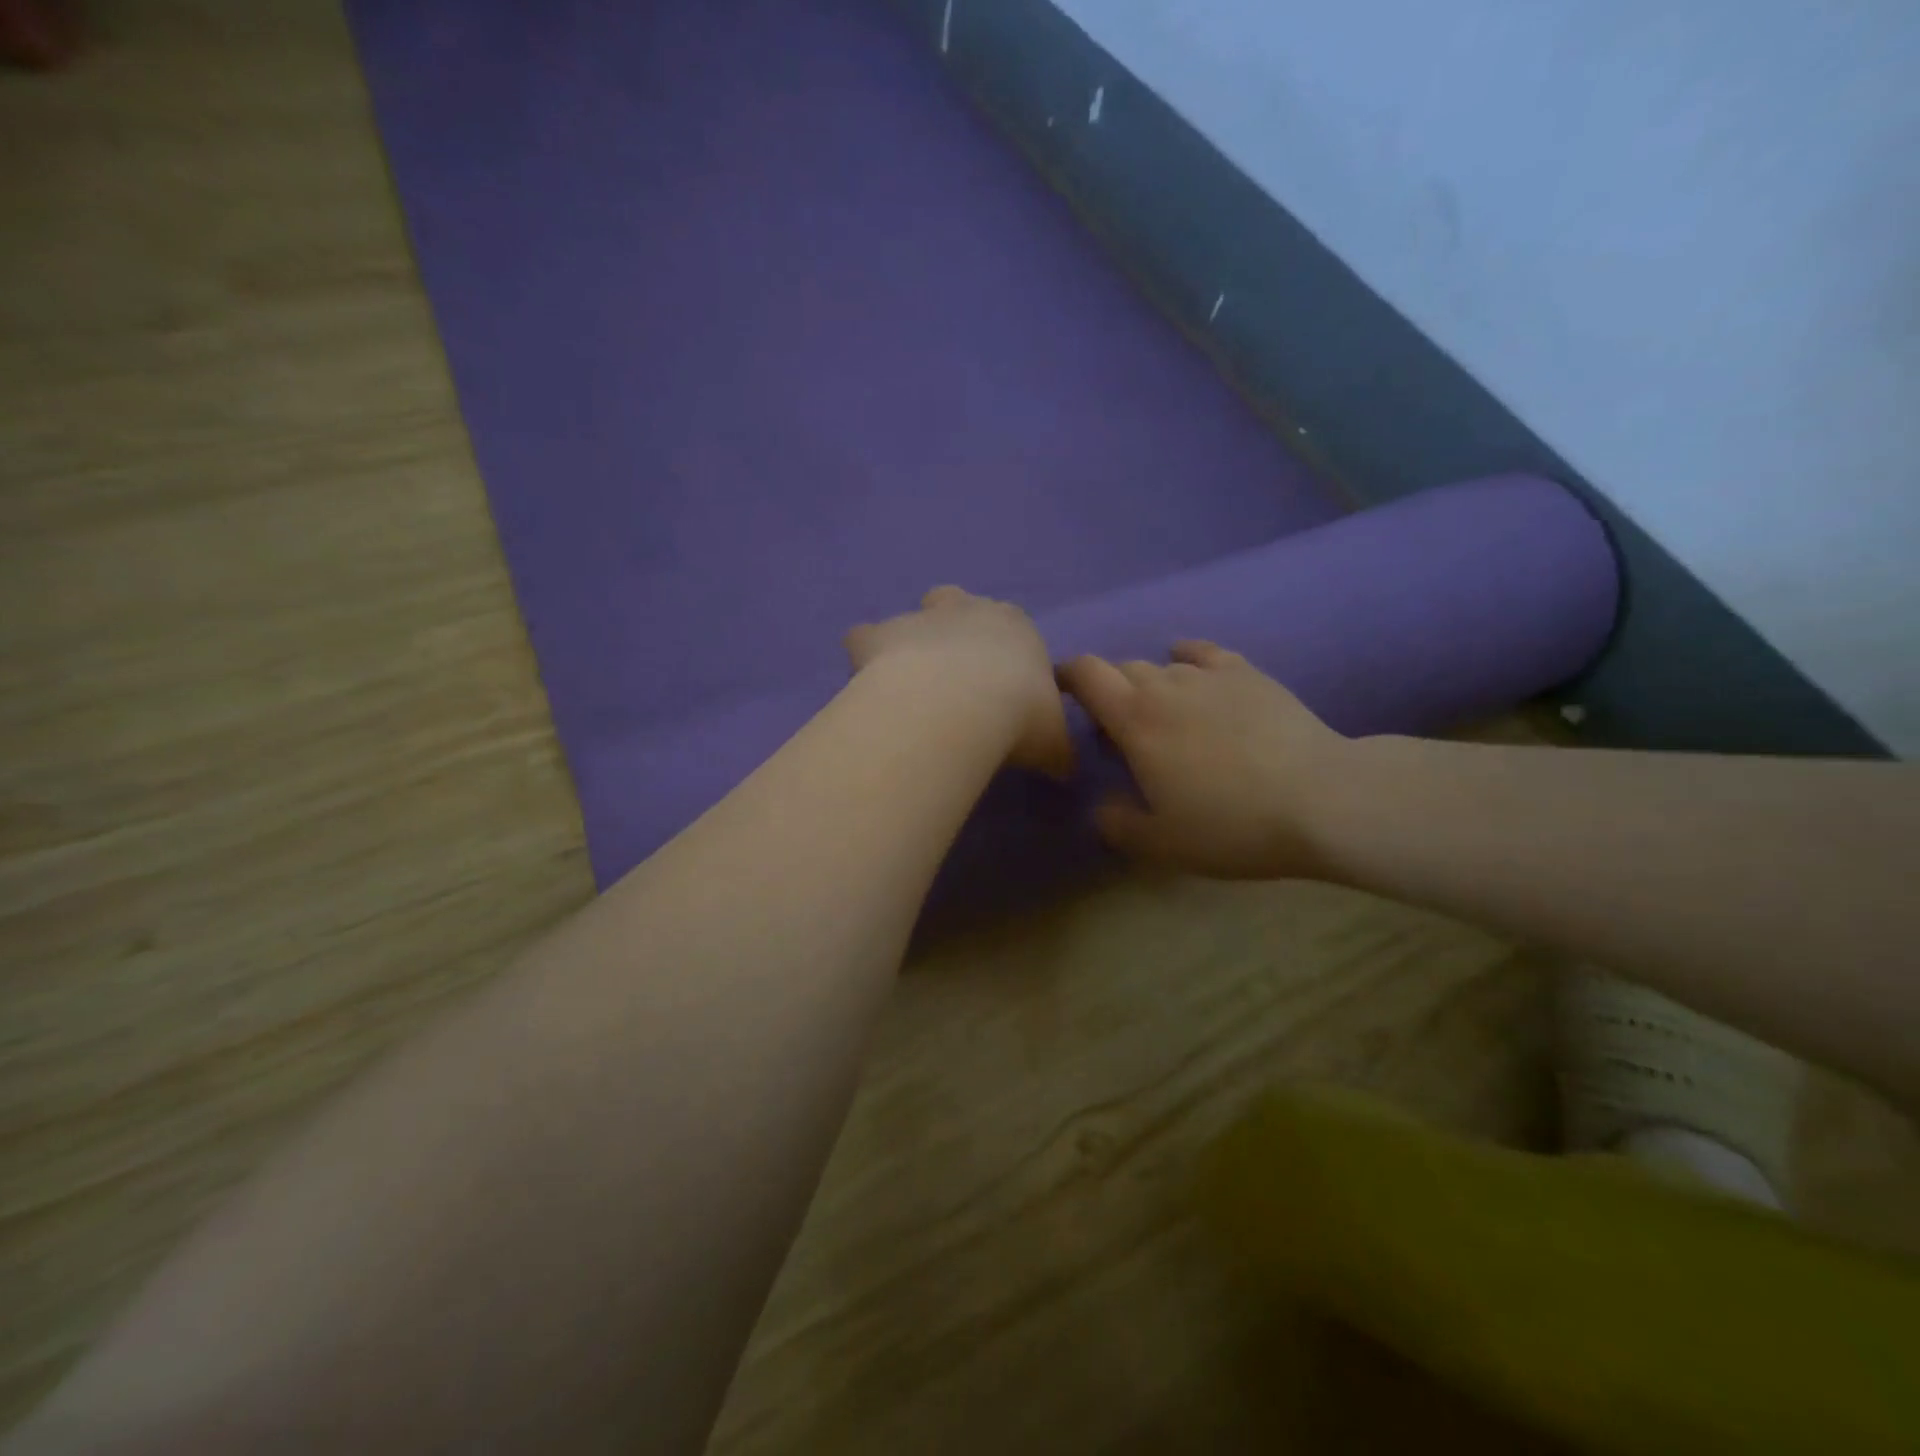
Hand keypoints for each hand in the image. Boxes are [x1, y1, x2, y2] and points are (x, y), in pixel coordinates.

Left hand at [845, 586, 1073, 777]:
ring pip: (908, 617)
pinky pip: (863, 638)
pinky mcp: (878, 635)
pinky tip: (868, 687)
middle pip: (956, 601)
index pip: (1011, 625)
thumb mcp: (1054, 743)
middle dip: (951, 628)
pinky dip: (864, 658)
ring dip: (908, 643)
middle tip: (949, 675)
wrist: (957, 707)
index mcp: (1016, 627)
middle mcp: (967, 610)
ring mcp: (919, 618)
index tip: (999, 687)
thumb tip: (1063, 769)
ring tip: (906, 687)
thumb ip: (1057, 751)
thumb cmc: (1018, 717)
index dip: (1002, 652)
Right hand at [1059, 641, 1347, 877]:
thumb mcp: (1161, 843)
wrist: (1321, 799)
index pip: (1085, 674)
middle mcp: (1165, 684)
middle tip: (1118, 731)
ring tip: (1162, 715)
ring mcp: (1209, 675)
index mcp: (1134, 718)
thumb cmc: (1231, 824)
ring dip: (1149, 685)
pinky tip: (1191, 670)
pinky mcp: (1248, 674)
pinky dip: (1187, 659)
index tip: (1060, 693)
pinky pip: (1204, 654)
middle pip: (1121, 669)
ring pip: (1162, 665)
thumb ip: (1117, 824)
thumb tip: (1102, 808)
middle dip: (1109, 692)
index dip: (1065, 676)